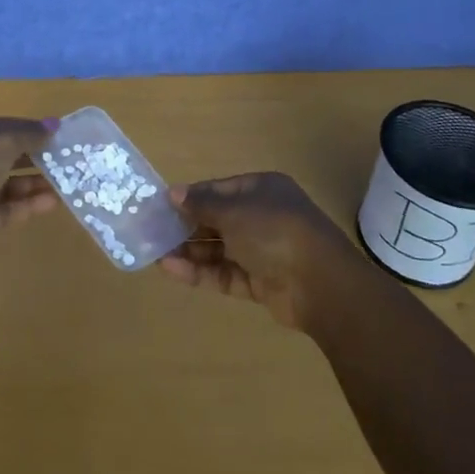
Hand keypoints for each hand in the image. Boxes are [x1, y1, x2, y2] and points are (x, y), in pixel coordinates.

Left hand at [0, 116, 59, 260]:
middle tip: (61, 159)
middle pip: (0, 157)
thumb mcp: (2, 141)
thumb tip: (54, 125)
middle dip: (31, 158)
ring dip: (32, 183)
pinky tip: (52, 202)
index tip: (52, 134)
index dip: (24, 129)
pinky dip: (25, 205)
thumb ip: (29, 133)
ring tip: (63, 182)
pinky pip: (2, 209)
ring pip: (3, 185)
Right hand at [158, 172, 359, 329]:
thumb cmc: (275, 231)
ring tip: (156, 254)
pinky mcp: (260, 281)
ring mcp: (262, 250)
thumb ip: (201, 204)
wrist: (321, 284)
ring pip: (219, 248)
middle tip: (153, 232)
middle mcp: (262, 216)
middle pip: (217, 219)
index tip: (161, 205)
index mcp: (261, 189)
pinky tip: (171, 270)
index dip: (190, 197)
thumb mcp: (233, 211)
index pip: (218, 190)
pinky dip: (201, 272)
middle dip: (187, 226)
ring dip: (190, 251)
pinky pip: (225, 273)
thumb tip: (172, 193)